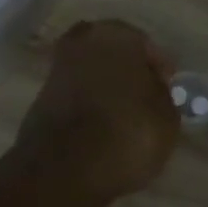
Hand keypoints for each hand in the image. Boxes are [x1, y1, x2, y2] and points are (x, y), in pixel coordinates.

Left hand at [17, 21, 179, 202]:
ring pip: (92, 72)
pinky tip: (101, 126)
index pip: (145, 45)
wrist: (62, 170)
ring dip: (106, 88)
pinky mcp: (40, 97)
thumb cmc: (126, 134)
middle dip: (128, 72)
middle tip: (145, 98)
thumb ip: (162, 96)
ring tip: (124, 116)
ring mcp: (57, 69)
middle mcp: (82, 42)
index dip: (158, 68)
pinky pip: (75, 94)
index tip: (167, 89)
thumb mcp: (166, 118)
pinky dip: (87, 104)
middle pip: (113, 53)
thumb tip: (152, 90)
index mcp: (116, 35)